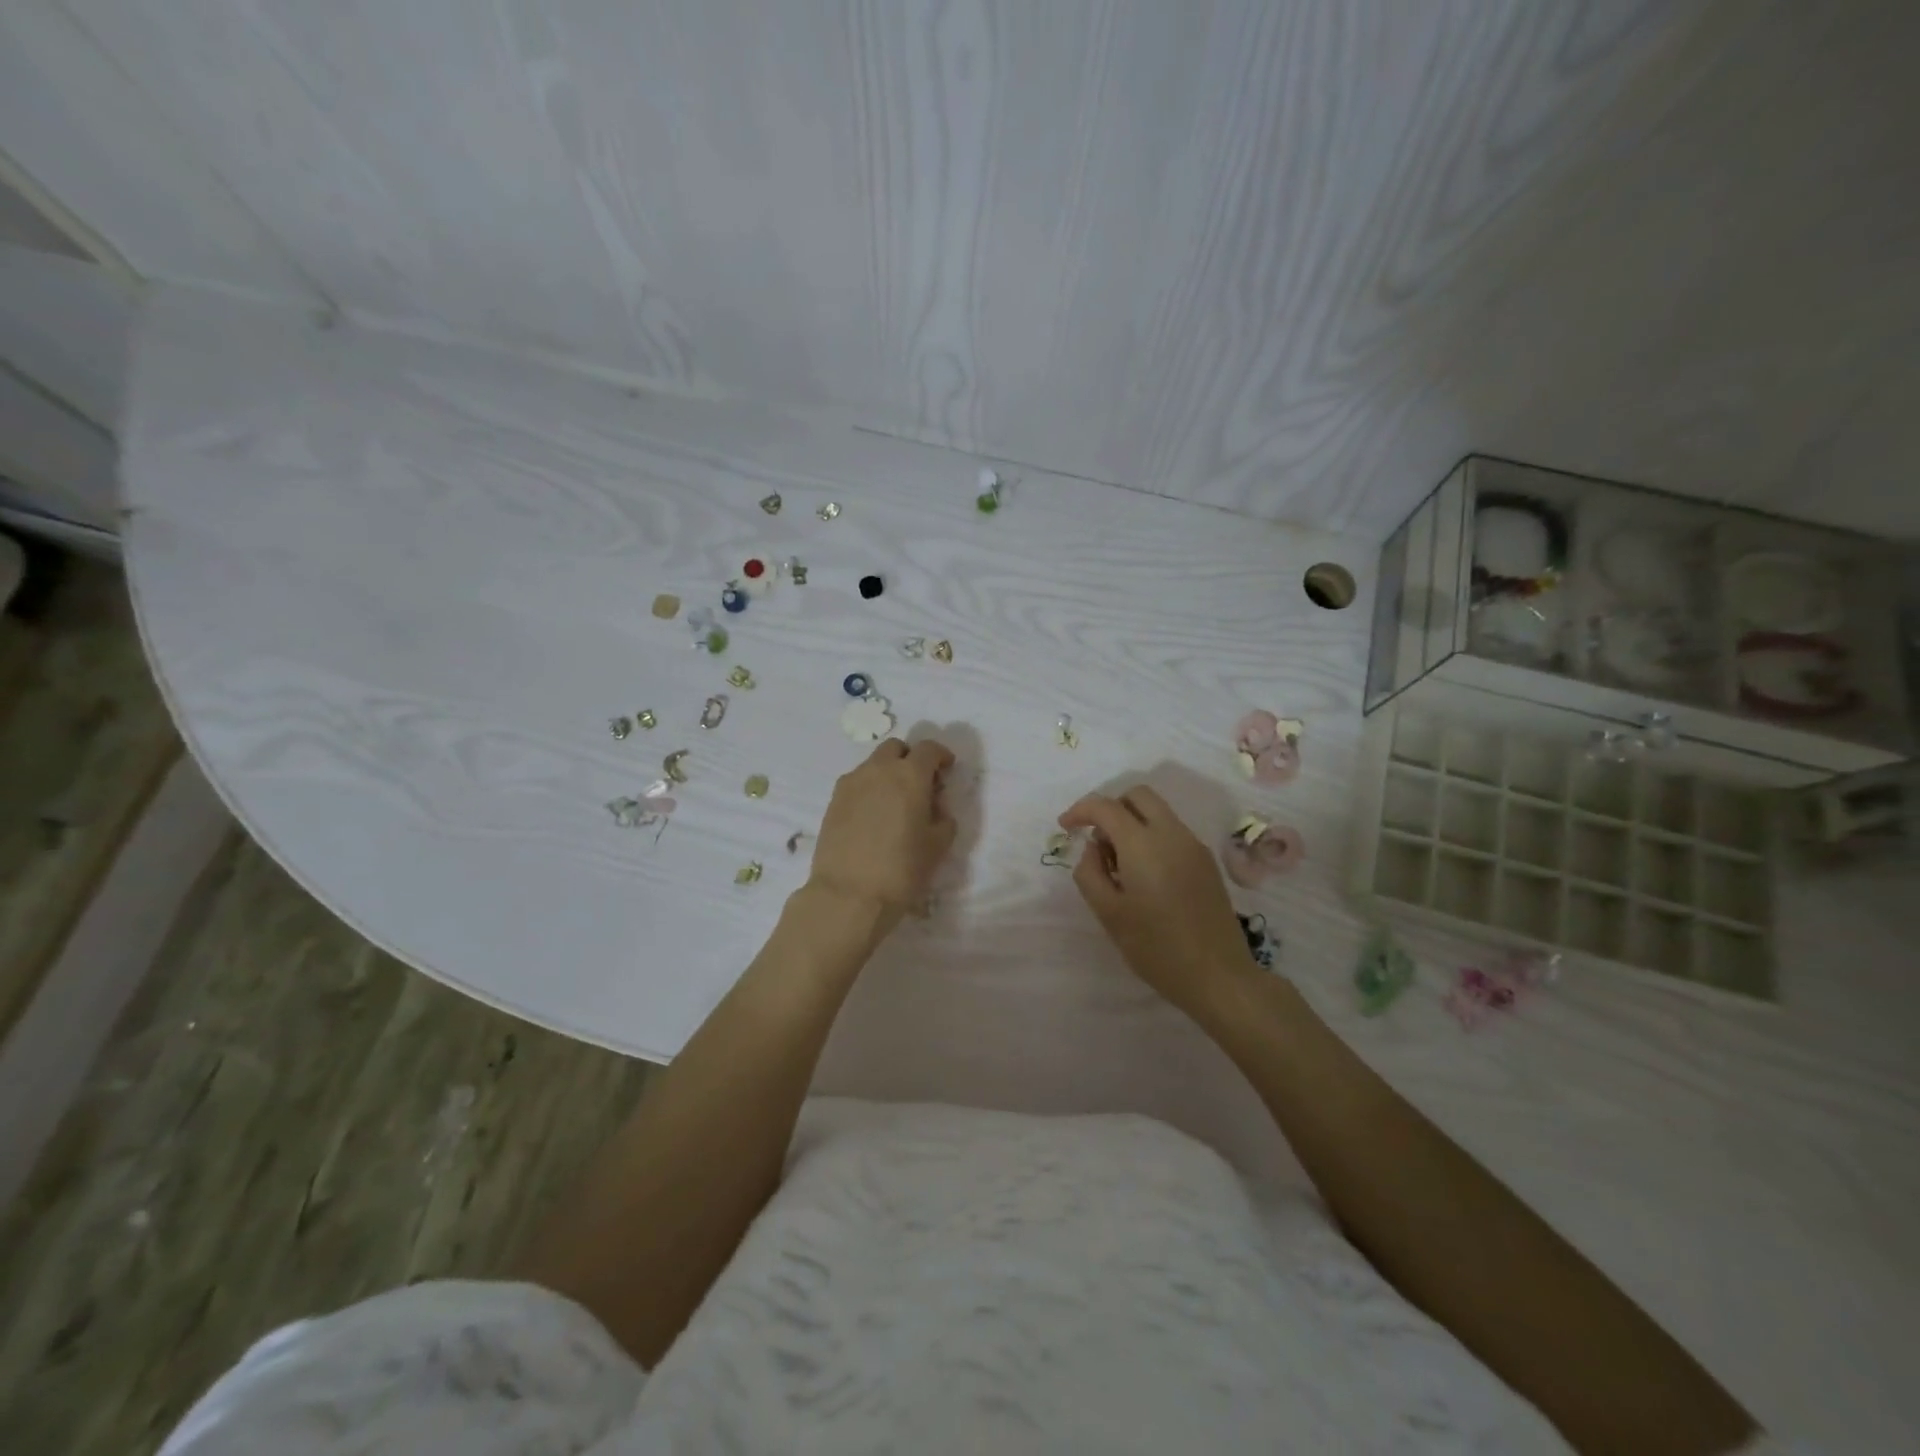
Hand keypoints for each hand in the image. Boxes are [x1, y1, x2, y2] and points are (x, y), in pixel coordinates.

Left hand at [808, 738, 956, 927]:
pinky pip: (856, 783)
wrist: (848, 895)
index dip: (940, 756)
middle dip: (910, 759)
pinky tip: (873, 816)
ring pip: (873, 764)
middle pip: (896, 748)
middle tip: (919, 784)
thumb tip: (934, 805)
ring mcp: (851, 783)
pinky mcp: (833, 801)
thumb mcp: (937, 845)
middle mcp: (878, 770)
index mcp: (909, 775)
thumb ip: (943, 817)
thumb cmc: (902, 870)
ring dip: (887, 773)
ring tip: (894, 803)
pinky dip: (869, 789)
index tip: (946, 770)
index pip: (928, 749)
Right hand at [1059, 786, 1249, 1016]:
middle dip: (1111, 807)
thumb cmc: (1156, 947)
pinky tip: (1145, 876)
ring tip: (1119, 866)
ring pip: (1158, 812)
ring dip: (1132, 822)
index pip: (1106, 806)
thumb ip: (1090, 873)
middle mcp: (1172, 834)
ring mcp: (1194, 846)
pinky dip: (1151, 837)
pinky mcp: (1206, 862)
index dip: (1080, 811)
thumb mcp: (1108, 914)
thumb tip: (1094, 849)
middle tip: (1097, 840)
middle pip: (1138, 795)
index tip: (1065, 827)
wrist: (1218, 975)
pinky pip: (1172, 832)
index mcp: (1143, 844)